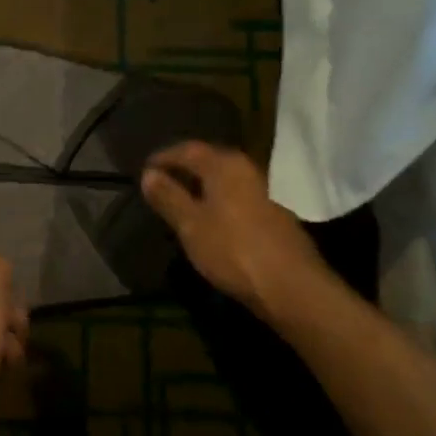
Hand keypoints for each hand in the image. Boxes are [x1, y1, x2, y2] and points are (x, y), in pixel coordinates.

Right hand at [140, 142, 326, 311]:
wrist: (291, 286)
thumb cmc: (232, 249)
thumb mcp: (191, 225)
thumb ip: (169, 197)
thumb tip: (148, 174)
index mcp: (225, 165)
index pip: (187, 149)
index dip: (164, 158)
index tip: (144, 169)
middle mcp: (246, 170)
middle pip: (209, 161)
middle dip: (184, 169)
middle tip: (161, 183)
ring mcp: (263, 193)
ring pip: (224, 181)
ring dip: (202, 187)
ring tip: (180, 202)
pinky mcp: (272, 216)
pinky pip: (236, 198)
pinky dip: (218, 202)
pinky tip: (210, 220)